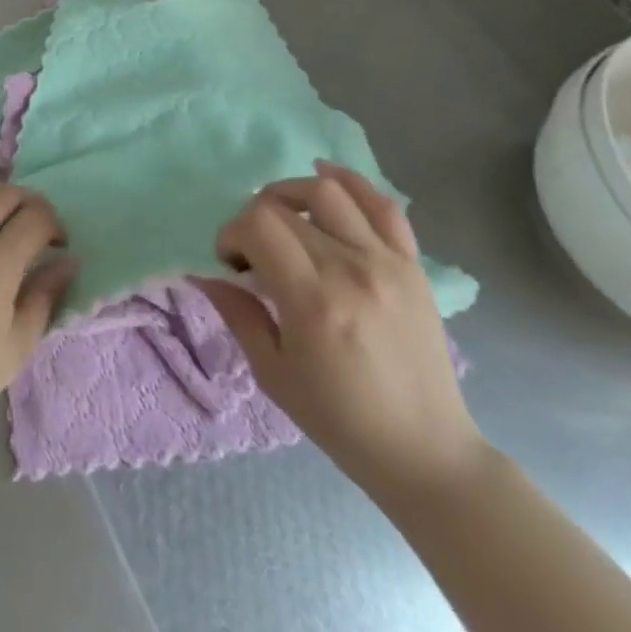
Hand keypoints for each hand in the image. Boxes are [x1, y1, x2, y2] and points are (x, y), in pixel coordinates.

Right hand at [196, 161, 488, 505]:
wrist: (426, 452)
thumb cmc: (340, 419)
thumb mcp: (272, 373)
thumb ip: (237, 313)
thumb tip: (204, 273)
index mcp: (313, 300)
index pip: (257, 226)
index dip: (231, 234)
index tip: (231, 264)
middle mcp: (351, 270)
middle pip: (283, 207)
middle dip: (252, 220)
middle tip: (252, 252)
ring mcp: (388, 263)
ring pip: (328, 192)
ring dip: (291, 194)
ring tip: (282, 218)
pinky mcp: (412, 266)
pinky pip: (383, 206)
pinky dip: (351, 183)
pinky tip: (326, 178)